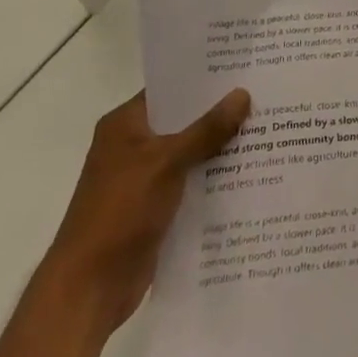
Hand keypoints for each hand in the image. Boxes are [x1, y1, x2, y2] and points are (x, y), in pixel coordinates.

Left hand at [39, 89, 250, 340]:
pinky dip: (215, 178)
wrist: (89, 288)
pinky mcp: (156, 207)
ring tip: (268, 130)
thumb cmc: (120, 212)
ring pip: (191, 152)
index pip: (170, 89)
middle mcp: (133, 146)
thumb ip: (206, 129)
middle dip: (220, 113)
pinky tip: (251, 172)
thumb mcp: (167, 162)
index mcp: (125, 125)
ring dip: (221, 147)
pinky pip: (191, 182)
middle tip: (265, 96)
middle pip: (184, 120)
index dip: (204, 79)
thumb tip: (242, 94)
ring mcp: (144, 178)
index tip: (243, 68)